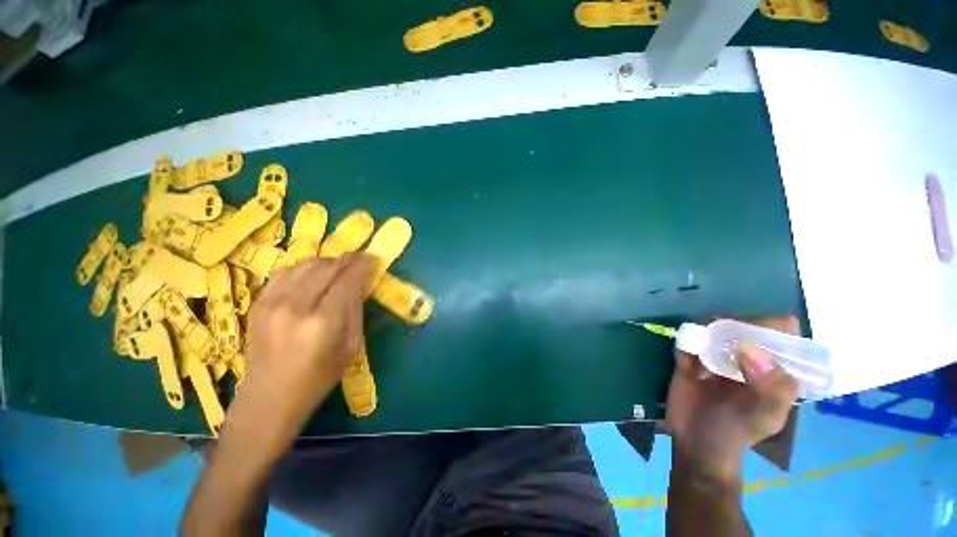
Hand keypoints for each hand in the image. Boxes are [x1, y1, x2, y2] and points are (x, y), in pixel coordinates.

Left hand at [241, 253, 374, 422]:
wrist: (268, 398)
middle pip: (327, 267)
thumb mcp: (351, 347)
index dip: (362, 265)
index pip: (347, 280)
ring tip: (338, 266)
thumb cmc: (318, 377)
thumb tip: (361, 283)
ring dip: (327, 261)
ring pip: (305, 265)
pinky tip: (313, 273)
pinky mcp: (258, 303)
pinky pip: (285, 271)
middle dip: (347, 259)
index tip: (372, 258)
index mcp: (324, 322)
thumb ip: (356, 310)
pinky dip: (304, 267)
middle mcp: (296, 306)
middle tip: (359, 259)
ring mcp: (272, 302)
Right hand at [664, 316, 800, 481]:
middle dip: (731, 325)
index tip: (752, 336)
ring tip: (701, 352)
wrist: (695, 442)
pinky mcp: (690, 355)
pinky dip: (686, 342)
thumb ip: (772, 389)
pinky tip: (686, 362)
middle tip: (720, 342)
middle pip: (744, 323)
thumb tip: (750, 348)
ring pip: (713, 326)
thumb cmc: (736, 432)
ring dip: (705, 331)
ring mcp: (717, 354)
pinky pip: (688, 338)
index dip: (770, 326)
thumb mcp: (764, 417)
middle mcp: (747, 355)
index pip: (782, 331)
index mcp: (774, 367)